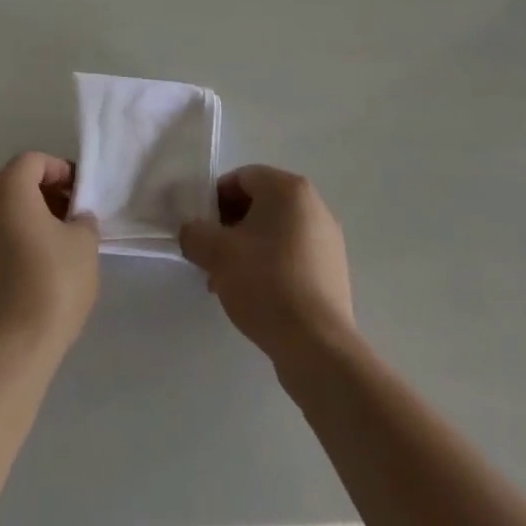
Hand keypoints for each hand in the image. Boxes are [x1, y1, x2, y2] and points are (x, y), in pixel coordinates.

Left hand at [0, 153, 99, 358]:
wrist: (7, 352)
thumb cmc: (50, 284)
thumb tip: (75, 220)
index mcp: (6, 187)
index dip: (61, 172)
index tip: (81, 196)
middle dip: (44, 194)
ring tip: (53, 245)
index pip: (35, 162)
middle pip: (14, 183)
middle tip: (71, 217)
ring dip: (26, 218)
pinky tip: (30, 269)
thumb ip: (82, 219)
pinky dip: (9, 241)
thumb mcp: (84, 244)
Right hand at [179, 166, 354, 365]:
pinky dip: (272, 266)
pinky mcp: (334, 271)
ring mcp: (328, 239)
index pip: (241, 178)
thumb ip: (194, 233)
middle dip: (231, 227)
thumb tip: (191, 232)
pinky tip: (258, 297)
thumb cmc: (265, 284)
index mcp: (288, 188)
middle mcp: (314, 204)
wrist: (317, 347)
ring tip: (230, 282)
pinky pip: (294, 255)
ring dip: (249, 249)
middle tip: (212, 257)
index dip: (215, 200)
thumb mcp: (216, 254)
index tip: (201, 230)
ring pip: (276, 232)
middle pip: (260, 204)